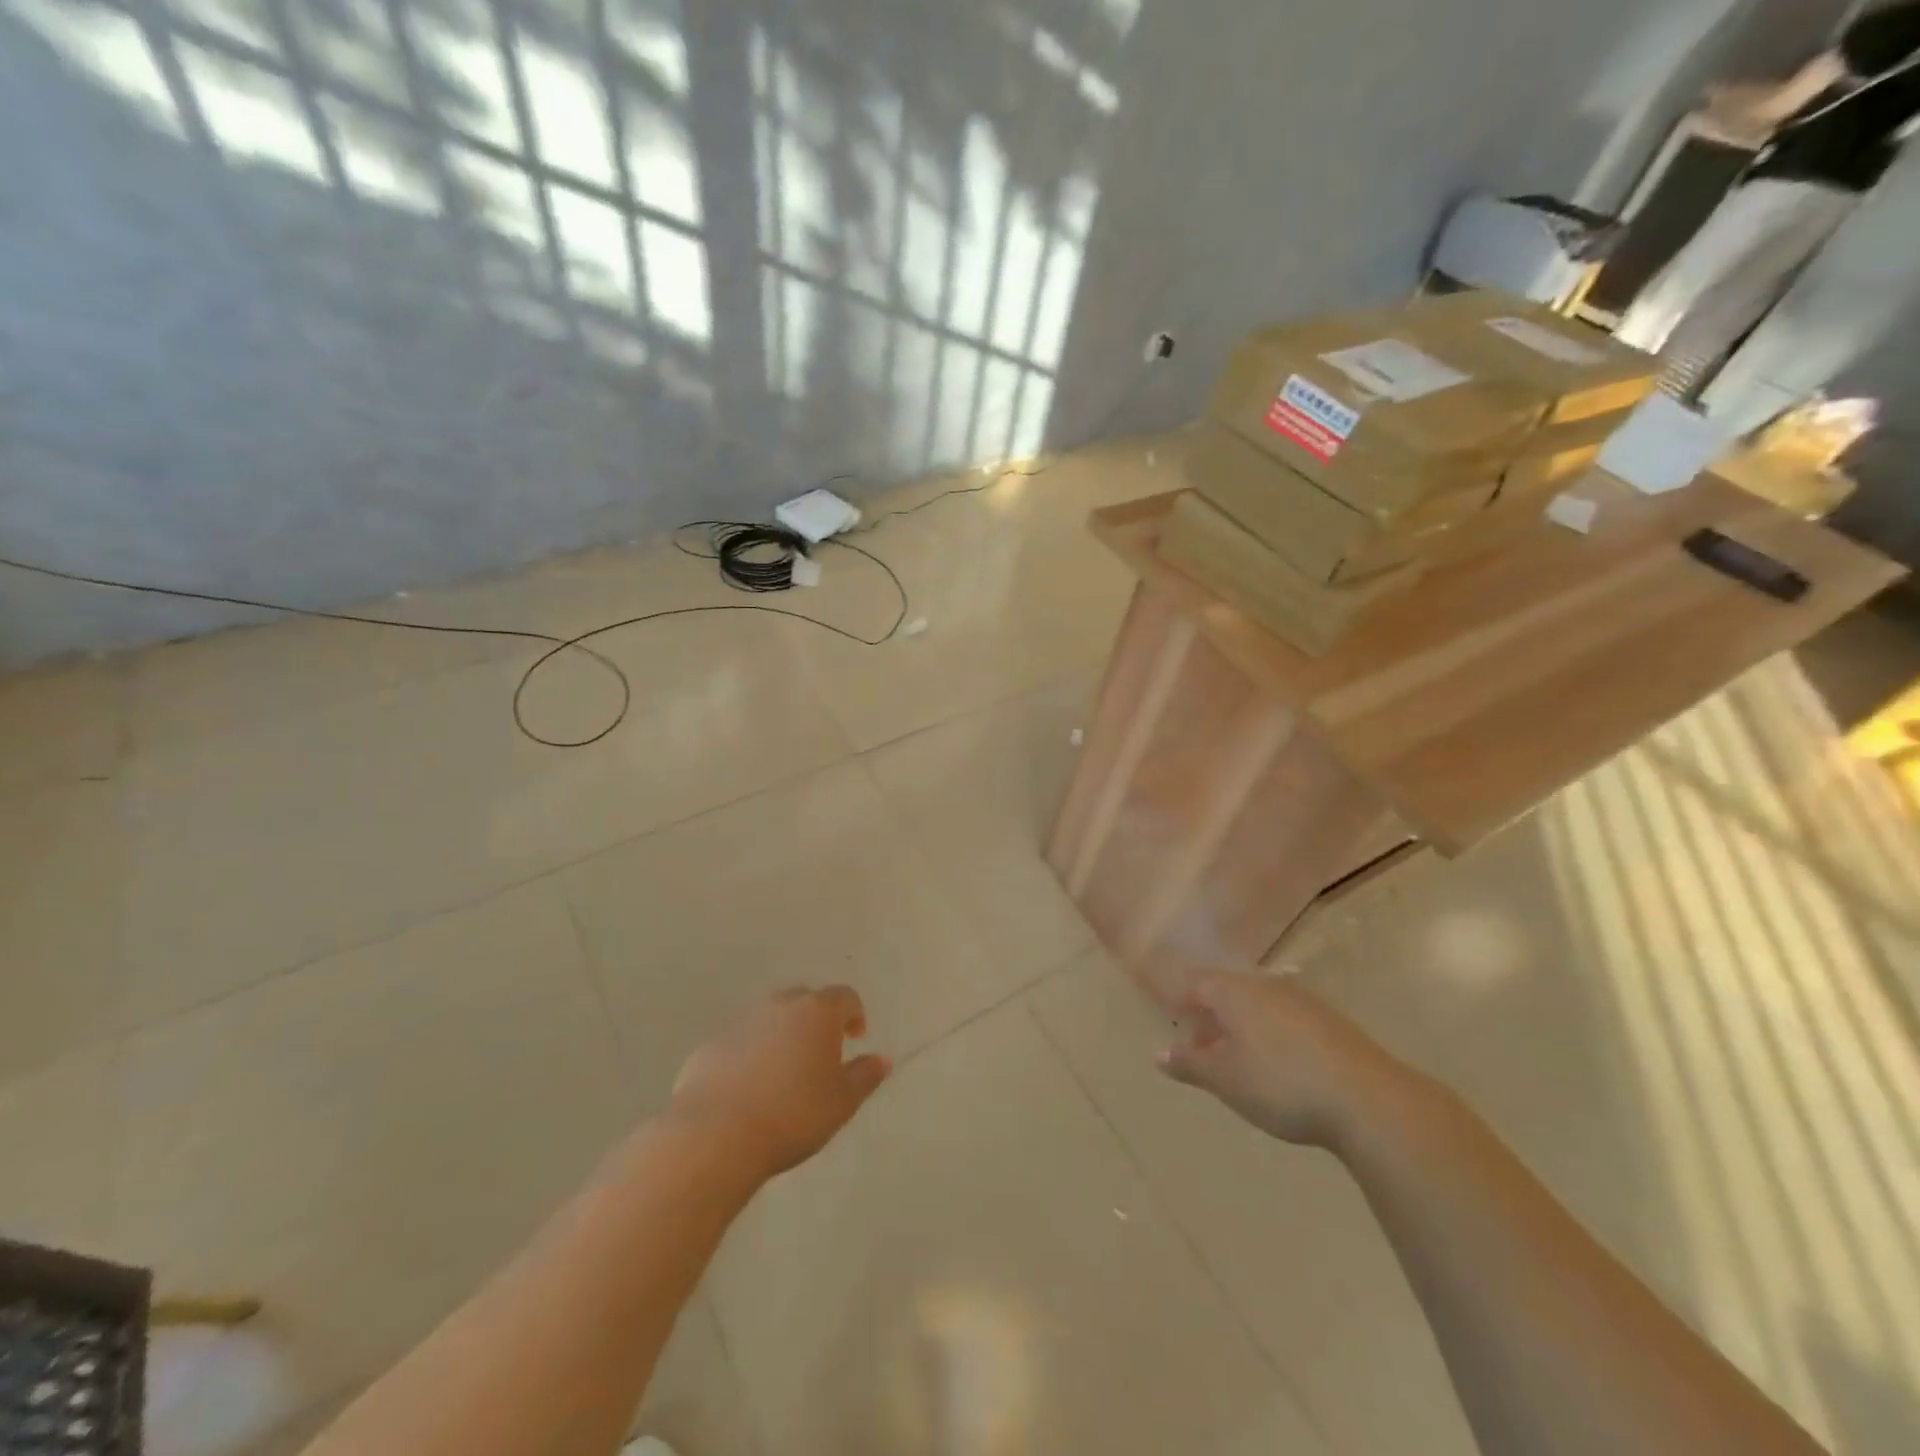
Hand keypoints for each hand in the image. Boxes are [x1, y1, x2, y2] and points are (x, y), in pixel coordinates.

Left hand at [669, 986, 890, 1177]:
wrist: (715, 1135)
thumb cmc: (793, 1114)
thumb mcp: (842, 1102)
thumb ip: (865, 1076)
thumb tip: (882, 1059)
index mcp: (817, 1011)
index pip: (845, 997)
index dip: (854, 1014)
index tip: (855, 1039)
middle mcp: (780, 1005)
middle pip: (805, 1002)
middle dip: (817, 1023)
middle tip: (820, 1057)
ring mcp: (741, 1022)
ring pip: (770, 1021)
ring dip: (782, 1038)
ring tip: (784, 1077)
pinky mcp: (710, 1046)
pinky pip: (740, 1043)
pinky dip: (750, 1057)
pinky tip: (748, 1092)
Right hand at [1157, 973, 1404, 1149]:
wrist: (1368, 1100)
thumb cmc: (1281, 1084)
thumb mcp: (1225, 1079)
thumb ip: (1189, 1063)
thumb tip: (1160, 1052)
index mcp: (1235, 992)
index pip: (1197, 983)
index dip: (1182, 1003)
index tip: (1177, 1028)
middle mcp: (1267, 985)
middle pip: (1229, 992)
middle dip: (1213, 1018)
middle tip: (1205, 1052)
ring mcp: (1304, 1001)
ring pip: (1260, 1006)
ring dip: (1244, 1028)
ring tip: (1241, 1064)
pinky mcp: (1332, 1022)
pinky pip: (1288, 1020)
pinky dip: (1274, 1036)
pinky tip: (1282, 1068)